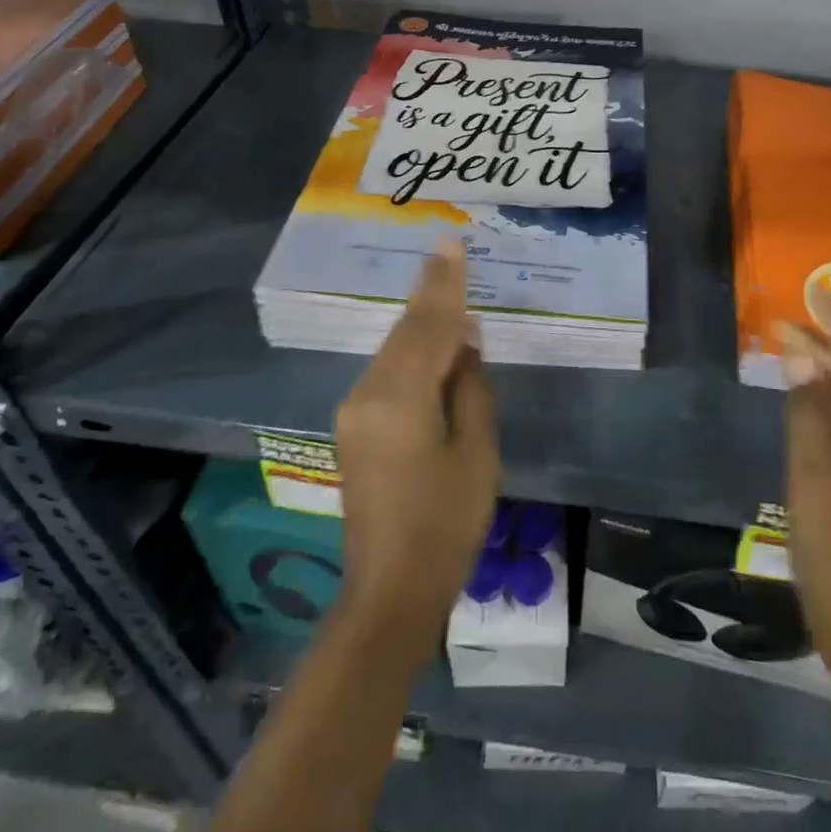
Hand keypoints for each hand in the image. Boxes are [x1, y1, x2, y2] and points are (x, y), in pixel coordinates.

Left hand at [334, 239, 500, 648]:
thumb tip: (463, 343)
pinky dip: (412, 348)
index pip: (429, 327)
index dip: (445, 283)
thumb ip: (470, 387)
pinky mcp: (354, 425)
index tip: (451, 242)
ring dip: (422, 319)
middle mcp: (368, 394)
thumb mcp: (477, 452)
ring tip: (446, 285)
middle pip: (407, 330)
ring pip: (394, 347)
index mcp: (401, 399)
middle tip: (449, 248)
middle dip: (430, 290)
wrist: (390, 590)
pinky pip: (387, 369)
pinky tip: (432, 339)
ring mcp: (354, 409)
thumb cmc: (447, 523)